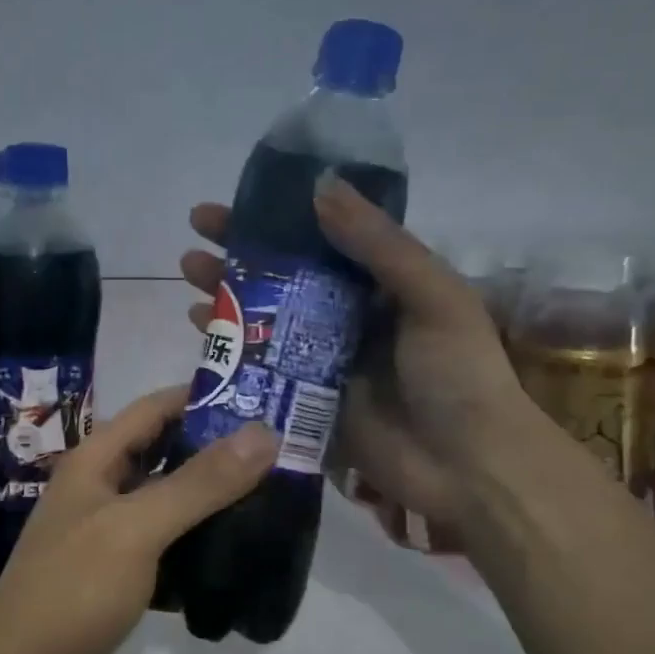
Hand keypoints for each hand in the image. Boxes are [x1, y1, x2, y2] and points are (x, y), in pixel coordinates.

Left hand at [0, 385, 275, 653]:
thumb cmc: (74, 588)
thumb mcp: (138, 527)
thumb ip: (200, 482)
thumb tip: (263, 433)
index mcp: (95, 460)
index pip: (154, 408)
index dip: (203, 397)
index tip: (261, 399)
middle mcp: (99, 488)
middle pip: (163, 453)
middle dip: (215, 449)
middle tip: (278, 453)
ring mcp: (106, 533)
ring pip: (166, 500)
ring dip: (209, 497)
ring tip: (269, 497)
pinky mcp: (116, 575)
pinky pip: (164, 544)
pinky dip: (195, 541)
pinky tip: (235, 552)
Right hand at [181, 176, 528, 548]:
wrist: (466, 468)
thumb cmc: (455, 373)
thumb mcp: (431, 295)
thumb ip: (378, 244)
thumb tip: (318, 186)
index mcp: (381, 283)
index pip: (321, 237)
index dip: (279, 217)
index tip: (236, 201)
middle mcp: (347, 314)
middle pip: (284, 274)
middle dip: (240, 252)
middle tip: (195, 235)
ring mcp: (323, 358)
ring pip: (265, 316)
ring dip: (227, 293)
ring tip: (188, 272)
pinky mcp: (305, 398)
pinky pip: (260, 364)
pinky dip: (230, 344)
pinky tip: (197, 327)